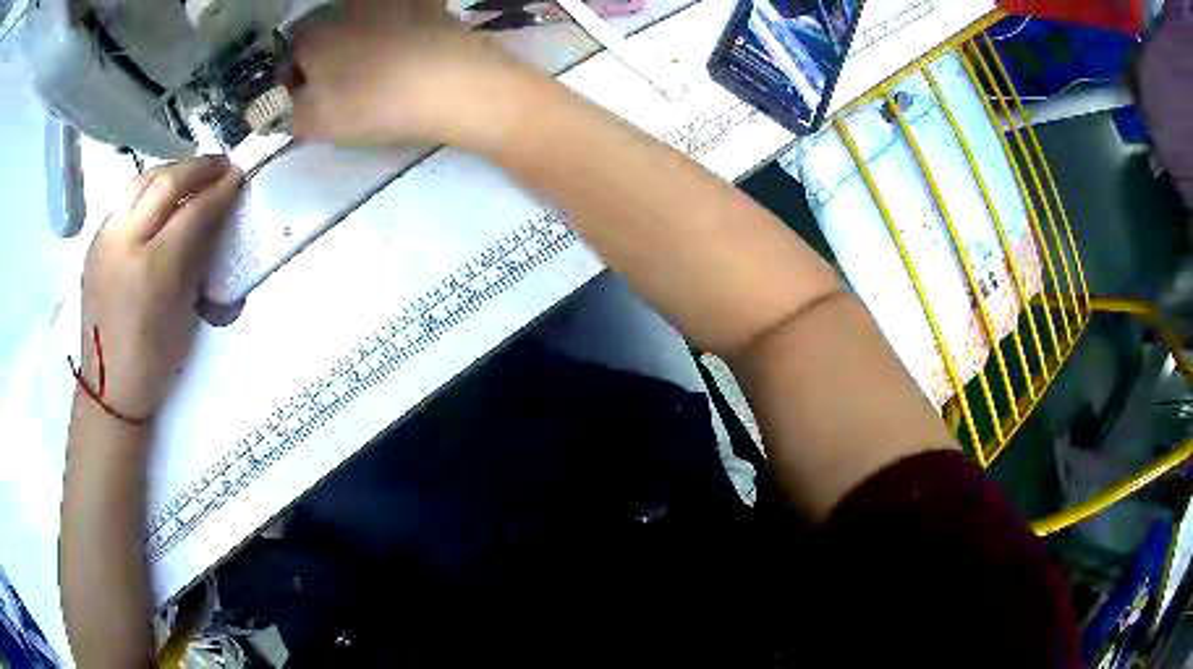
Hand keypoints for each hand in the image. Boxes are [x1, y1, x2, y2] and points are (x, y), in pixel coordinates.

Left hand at [76, 157, 242, 421]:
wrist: (108, 388)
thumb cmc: (152, 363)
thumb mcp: (182, 313)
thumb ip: (195, 259)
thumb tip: (212, 220)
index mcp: (151, 269)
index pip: (191, 210)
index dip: (219, 190)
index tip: (237, 177)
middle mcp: (124, 243)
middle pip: (165, 182)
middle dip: (197, 168)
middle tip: (220, 165)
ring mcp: (104, 239)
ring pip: (140, 181)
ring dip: (170, 171)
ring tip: (189, 174)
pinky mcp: (94, 242)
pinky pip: (124, 200)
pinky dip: (147, 189)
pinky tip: (158, 199)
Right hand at [288, 0, 540, 149]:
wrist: (454, 85)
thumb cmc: (371, 102)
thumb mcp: (313, 121)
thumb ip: (287, 112)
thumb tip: (287, 103)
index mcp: (315, 30)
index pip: (289, 52)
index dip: (292, 79)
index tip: (304, 101)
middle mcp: (349, 5)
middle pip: (325, 33)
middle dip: (323, 61)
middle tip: (338, 92)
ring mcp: (392, 2)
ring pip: (362, 25)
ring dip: (359, 47)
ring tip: (374, 77)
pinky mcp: (430, 6)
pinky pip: (401, 22)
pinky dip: (396, 38)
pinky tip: (407, 61)